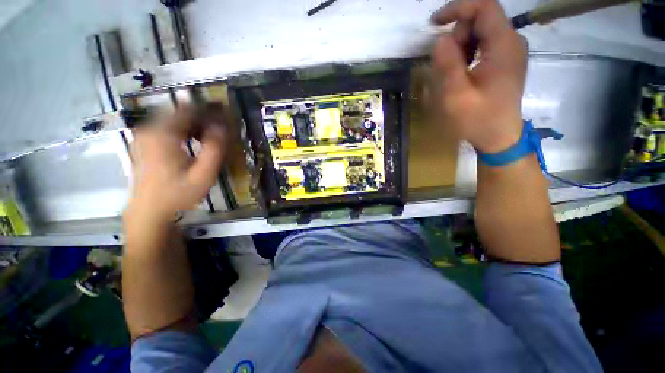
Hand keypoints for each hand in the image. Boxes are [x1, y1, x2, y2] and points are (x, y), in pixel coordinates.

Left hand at [125, 105, 225, 224]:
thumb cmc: (178, 194)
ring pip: (173, 119)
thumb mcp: (203, 174)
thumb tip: (223, 127)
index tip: (226, 112)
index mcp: (163, 134)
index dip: (210, 109)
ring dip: (194, 122)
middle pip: (180, 112)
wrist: (149, 212)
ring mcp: (144, 136)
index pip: (189, 110)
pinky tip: (194, 140)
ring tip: (211, 133)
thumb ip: (214, 149)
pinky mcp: (144, 143)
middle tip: (222, 124)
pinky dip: (183, 129)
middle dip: (203, 115)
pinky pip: (166, 127)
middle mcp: (149, 129)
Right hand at [430, 0, 527, 153]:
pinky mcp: (506, 61)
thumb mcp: (456, 96)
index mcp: (504, 46)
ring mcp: (510, 52)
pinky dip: (468, 52)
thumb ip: (448, 65)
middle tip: (446, 64)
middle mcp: (512, 42)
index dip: (458, 8)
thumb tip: (440, 41)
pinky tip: (462, 72)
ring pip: (482, 32)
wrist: (499, 137)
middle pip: (482, 19)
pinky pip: (485, 44)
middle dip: (458, 35)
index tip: (434, 23)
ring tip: (453, 73)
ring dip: (461, 46)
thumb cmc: (477, 120)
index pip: (485, 7)